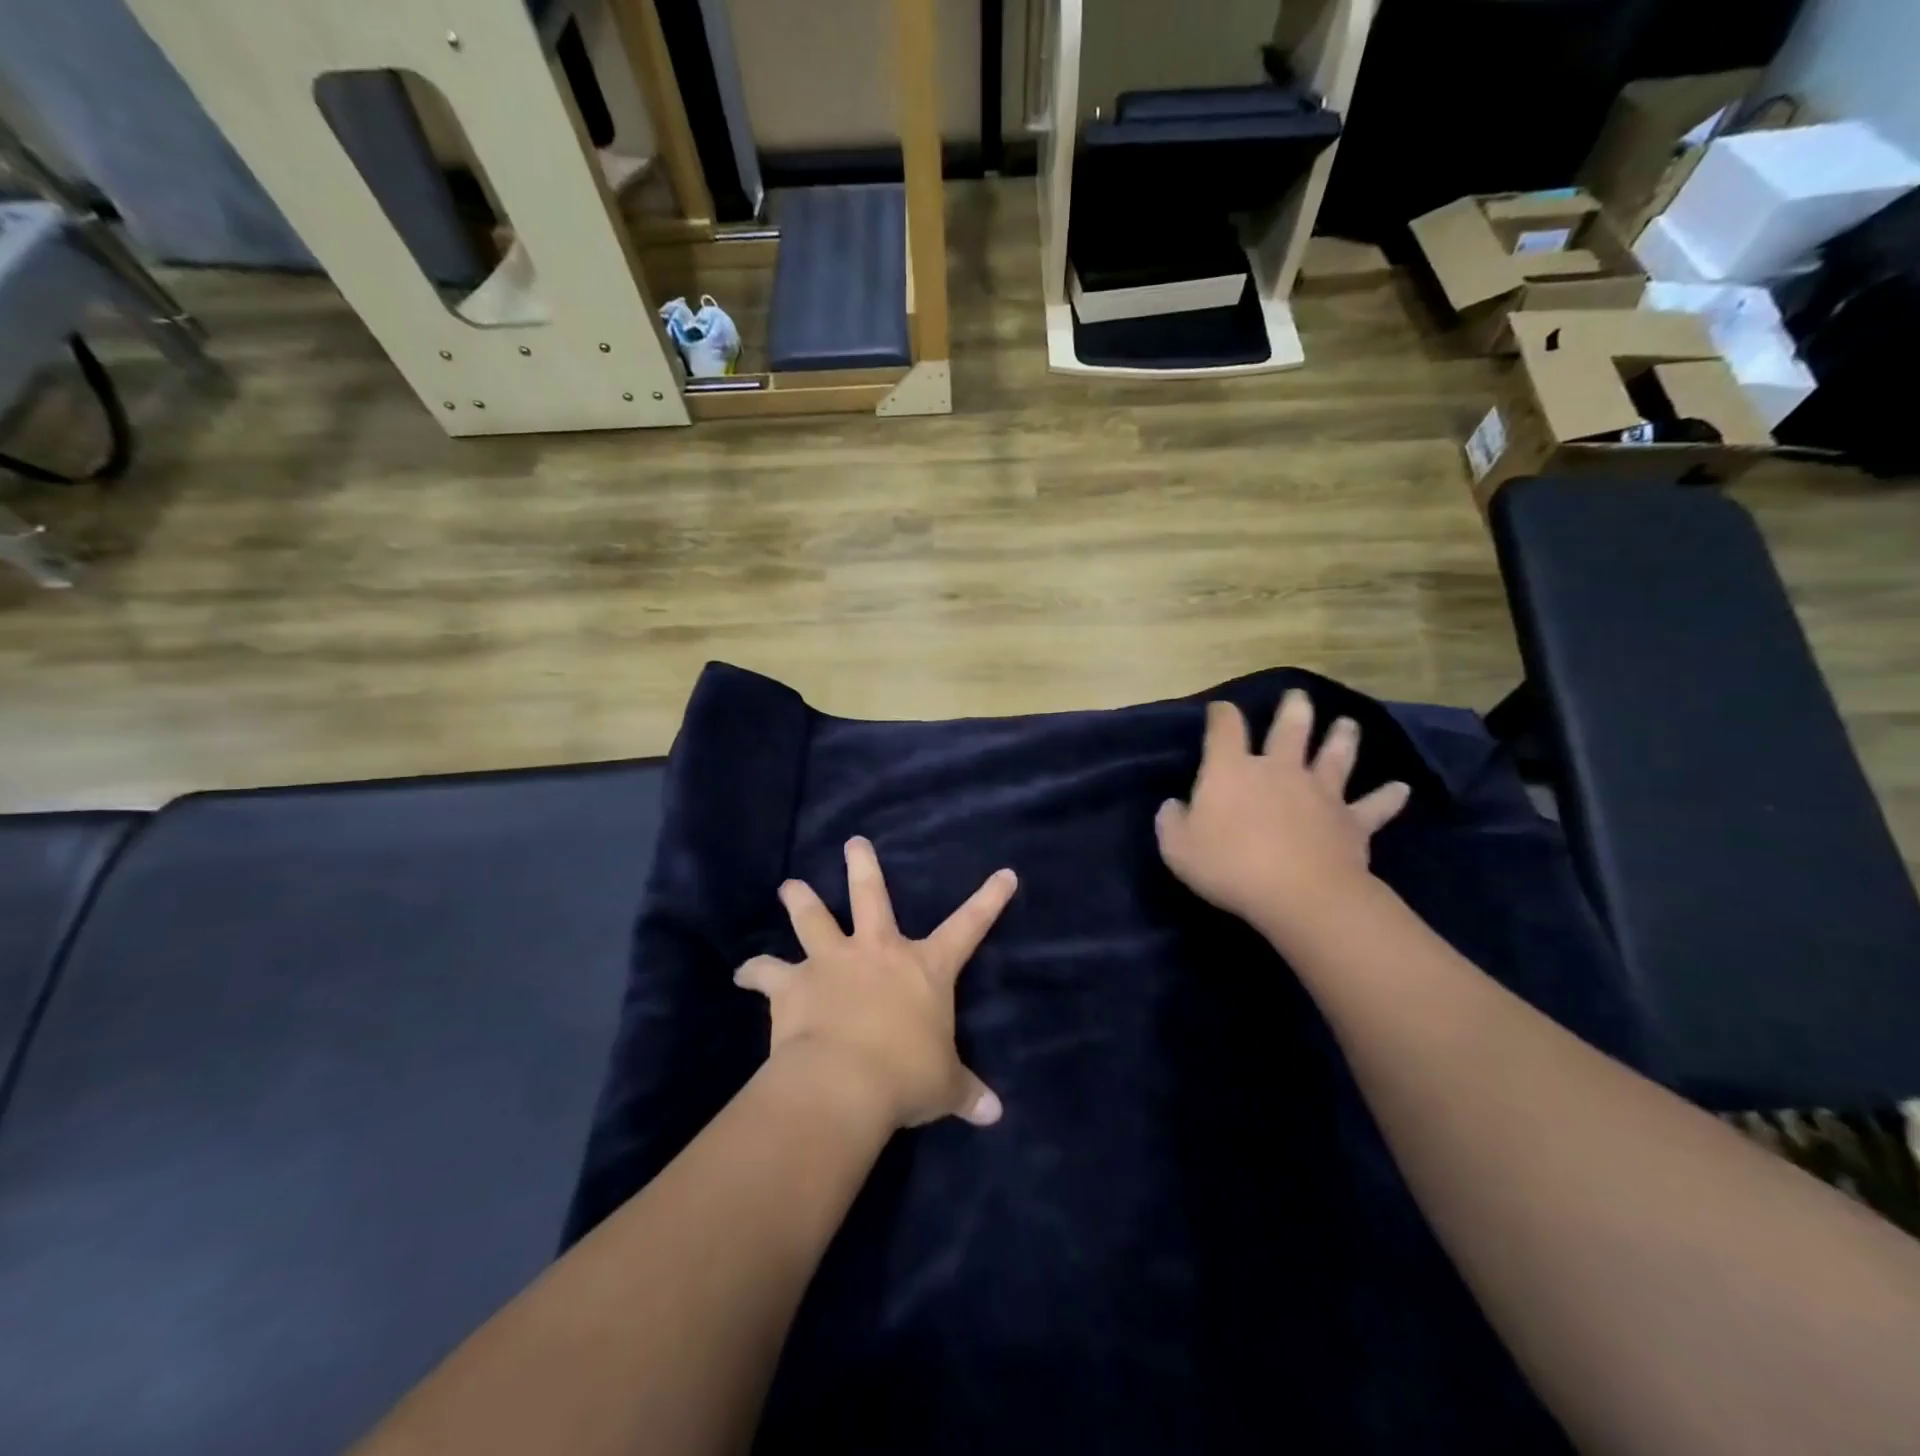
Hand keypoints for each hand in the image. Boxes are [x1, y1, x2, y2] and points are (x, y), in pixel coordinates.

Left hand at [734, 838, 1016, 1130]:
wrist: (844, 1083)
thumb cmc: (905, 1077)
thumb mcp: (944, 1086)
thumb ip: (967, 1093)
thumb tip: (995, 1115)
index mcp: (923, 968)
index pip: (968, 927)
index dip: (989, 900)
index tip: (1005, 874)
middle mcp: (876, 952)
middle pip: (870, 895)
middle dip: (863, 866)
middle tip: (854, 842)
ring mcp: (831, 962)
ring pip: (812, 918)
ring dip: (800, 899)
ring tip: (789, 886)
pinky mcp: (793, 984)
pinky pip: (766, 972)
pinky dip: (754, 971)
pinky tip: (741, 973)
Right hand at [1156, 692, 1410, 933]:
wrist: (1297, 893)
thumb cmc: (1228, 865)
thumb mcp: (1177, 847)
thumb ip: (1171, 821)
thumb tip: (1173, 805)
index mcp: (1232, 770)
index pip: (1225, 729)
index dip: (1222, 714)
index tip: (1221, 710)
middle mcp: (1279, 770)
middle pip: (1289, 729)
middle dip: (1292, 710)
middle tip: (1298, 697)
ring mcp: (1320, 792)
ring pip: (1335, 756)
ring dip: (1343, 738)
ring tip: (1348, 723)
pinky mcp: (1351, 821)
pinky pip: (1374, 806)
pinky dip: (1388, 797)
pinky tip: (1401, 789)